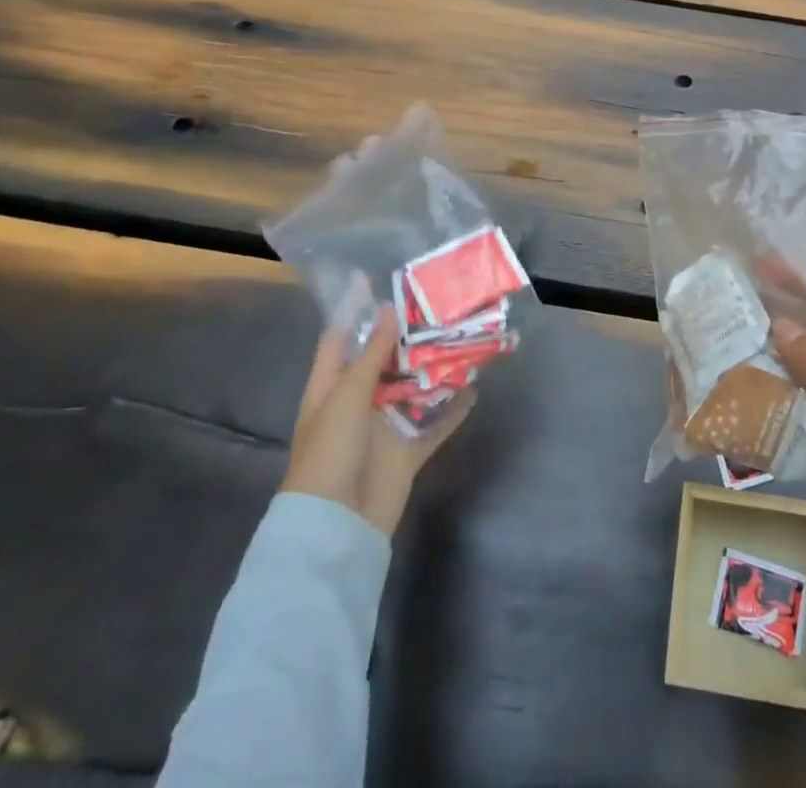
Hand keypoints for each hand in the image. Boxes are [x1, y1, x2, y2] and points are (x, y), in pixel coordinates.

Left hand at [281, 308, 473, 536]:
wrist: (335, 528)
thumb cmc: (330, 452)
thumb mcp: (347, 396)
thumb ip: (372, 355)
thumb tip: (389, 311)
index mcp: (330, 387)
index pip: (340, 338)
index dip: (354, 309)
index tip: (375, 278)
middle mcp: (357, 402)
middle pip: (383, 361)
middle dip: (406, 335)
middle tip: (436, 303)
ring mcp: (383, 427)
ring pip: (412, 389)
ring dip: (433, 368)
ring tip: (461, 336)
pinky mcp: (407, 451)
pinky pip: (434, 424)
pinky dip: (453, 409)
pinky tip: (475, 388)